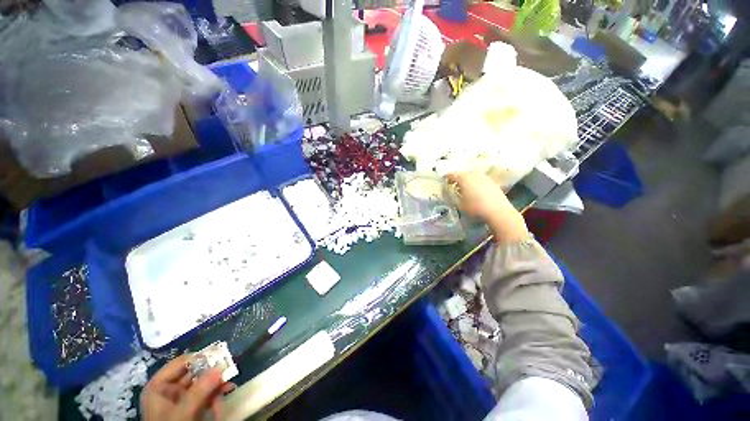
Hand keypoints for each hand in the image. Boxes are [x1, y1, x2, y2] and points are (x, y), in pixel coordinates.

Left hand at [141, 355, 233, 420]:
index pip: (180, 363)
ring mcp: (180, 400)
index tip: (219, 357)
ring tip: (229, 384)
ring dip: (217, 382)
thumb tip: (221, 366)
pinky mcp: (191, 408)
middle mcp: (169, 390)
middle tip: (229, 369)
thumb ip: (200, 390)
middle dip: (212, 371)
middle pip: (194, 372)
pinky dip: (217, 393)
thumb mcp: (183, 411)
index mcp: (159, 386)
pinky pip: (206, 394)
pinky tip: (227, 392)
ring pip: (203, 383)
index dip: (200, 358)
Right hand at [446, 170, 528, 244]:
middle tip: (454, 183)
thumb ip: (455, 197)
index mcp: (463, 178)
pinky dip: (475, 181)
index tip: (444, 179)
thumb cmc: (475, 207)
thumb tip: (453, 193)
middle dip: (458, 177)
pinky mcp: (492, 182)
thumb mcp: (460, 204)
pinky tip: (475, 189)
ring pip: (472, 174)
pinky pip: (480, 178)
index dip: (447, 177)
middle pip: (463, 172)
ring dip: (467, 178)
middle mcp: (473, 174)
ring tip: (465, 185)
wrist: (497, 211)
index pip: (452, 174)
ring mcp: (484, 177)